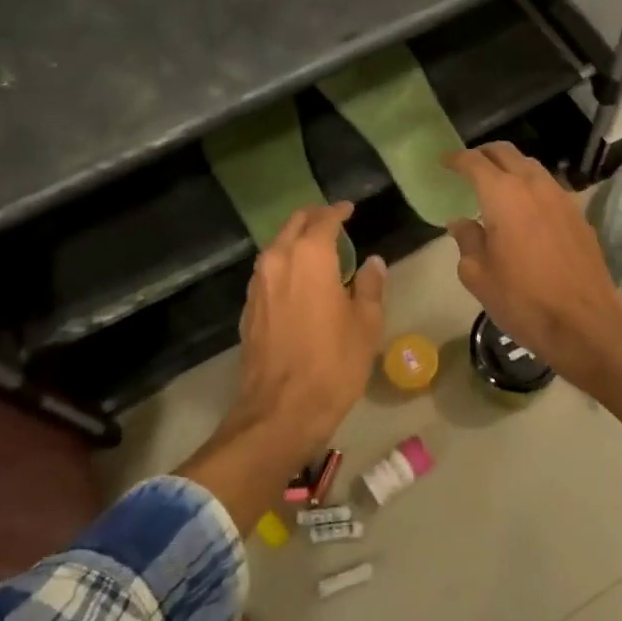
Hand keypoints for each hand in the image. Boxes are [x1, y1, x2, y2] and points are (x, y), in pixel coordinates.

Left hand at [229, 202, 385, 459]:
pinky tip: (298, 280)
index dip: (339, 211)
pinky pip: (268, 270)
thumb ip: (369, 286)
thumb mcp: (365, 325)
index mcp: (310, 256)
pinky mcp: (249, 307)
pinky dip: (284, 264)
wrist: (280, 411)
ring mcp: (258, 283)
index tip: (350, 209)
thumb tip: (372, 262)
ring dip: (296, 240)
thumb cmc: (332, 364)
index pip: (324, 219)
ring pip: (277, 246)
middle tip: (334, 221)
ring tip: (318, 249)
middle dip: (314, 218)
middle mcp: (278, 260)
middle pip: (294, 224)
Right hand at [442, 144, 621, 444]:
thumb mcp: (478, 275)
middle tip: (468, 166)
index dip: (456, 158)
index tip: (444, 162)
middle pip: (506, 152)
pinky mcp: (579, 215)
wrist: (585, 324)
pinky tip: (526, 209)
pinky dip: (531, 187)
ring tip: (497, 185)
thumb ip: (467, 241)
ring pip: (532, 167)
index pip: (474, 162)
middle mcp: (534, 186)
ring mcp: (561, 198)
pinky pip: (549, 188)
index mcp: (503, 195)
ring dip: (511, 167)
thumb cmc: (522, 300)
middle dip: (484, 154)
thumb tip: (461, 222)